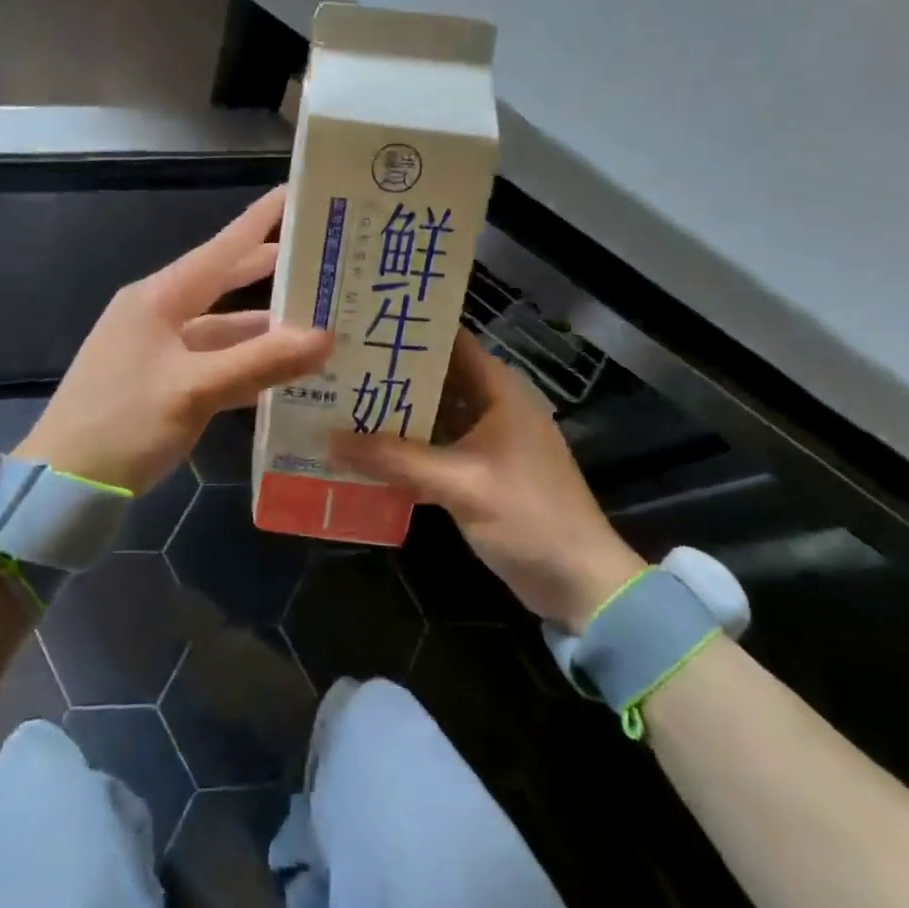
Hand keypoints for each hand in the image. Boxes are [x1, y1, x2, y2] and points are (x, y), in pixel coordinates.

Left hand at [14, 187, 333, 495]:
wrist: (62, 482)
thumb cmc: (123, 423)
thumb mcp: (193, 391)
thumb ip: (259, 362)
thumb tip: (325, 337)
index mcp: (159, 298)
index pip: (221, 248)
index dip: (260, 220)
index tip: (296, 192)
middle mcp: (157, 313)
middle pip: (223, 282)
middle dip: (270, 271)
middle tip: (322, 259)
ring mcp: (156, 348)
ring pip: (221, 327)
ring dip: (263, 327)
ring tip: (317, 320)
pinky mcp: (159, 381)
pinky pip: (211, 361)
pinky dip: (244, 363)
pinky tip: (280, 372)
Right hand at [330, 330, 642, 629]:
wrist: (580, 584)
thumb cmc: (528, 516)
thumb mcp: (460, 483)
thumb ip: (395, 459)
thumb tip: (328, 439)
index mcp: (499, 391)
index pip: (450, 342)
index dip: (409, 331)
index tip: (360, 324)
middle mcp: (492, 407)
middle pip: (435, 379)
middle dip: (390, 374)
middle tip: (336, 366)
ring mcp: (486, 443)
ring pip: (432, 417)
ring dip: (394, 415)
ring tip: (340, 402)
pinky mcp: (479, 475)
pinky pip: (435, 451)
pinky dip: (406, 450)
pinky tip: (365, 453)